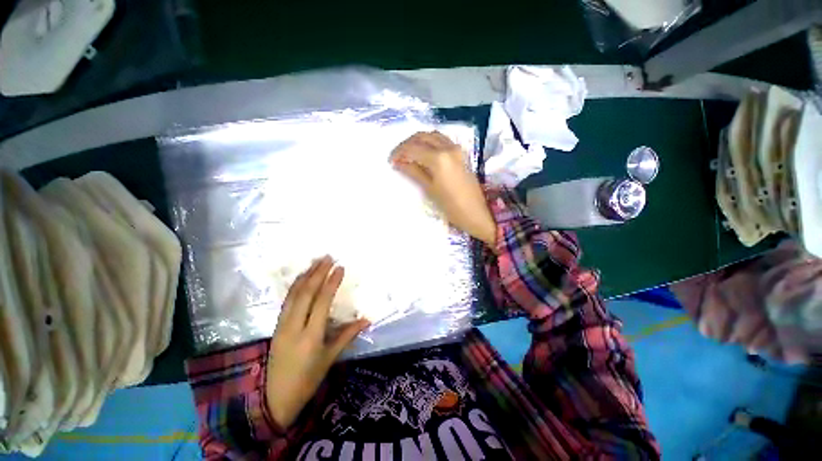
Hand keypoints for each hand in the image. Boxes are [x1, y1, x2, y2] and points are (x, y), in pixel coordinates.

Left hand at [265, 256, 369, 427]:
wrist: (273, 399)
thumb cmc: (307, 380)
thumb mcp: (330, 358)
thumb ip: (347, 335)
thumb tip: (366, 319)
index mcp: (310, 336)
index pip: (321, 302)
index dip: (331, 283)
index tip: (340, 268)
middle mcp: (294, 327)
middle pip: (306, 293)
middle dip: (317, 273)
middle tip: (328, 257)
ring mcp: (282, 325)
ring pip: (293, 294)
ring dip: (305, 275)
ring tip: (316, 261)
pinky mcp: (276, 326)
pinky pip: (286, 300)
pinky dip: (295, 285)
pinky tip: (302, 277)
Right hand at [390, 131, 496, 245]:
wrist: (477, 213)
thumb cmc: (452, 206)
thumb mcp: (430, 189)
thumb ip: (414, 172)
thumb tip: (399, 162)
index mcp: (439, 158)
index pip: (413, 148)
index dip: (399, 153)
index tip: (390, 161)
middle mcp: (448, 147)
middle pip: (422, 136)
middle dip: (407, 144)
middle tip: (397, 156)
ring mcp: (456, 149)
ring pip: (432, 135)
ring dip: (418, 141)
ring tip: (408, 154)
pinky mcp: (461, 153)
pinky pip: (442, 140)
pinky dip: (429, 142)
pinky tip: (423, 153)